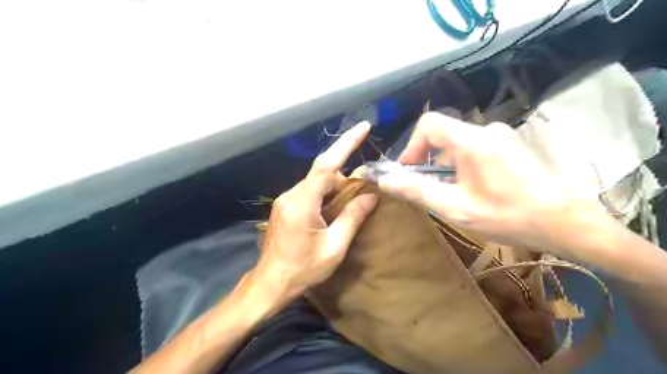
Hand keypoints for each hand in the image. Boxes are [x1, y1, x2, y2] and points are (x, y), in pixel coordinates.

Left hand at [251, 123, 376, 303]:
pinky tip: (330, 211)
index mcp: (302, 203)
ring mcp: (284, 200)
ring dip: (334, 188)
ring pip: (315, 182)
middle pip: (322, 173)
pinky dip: (324, 195)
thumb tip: (371, 196)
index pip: (326, 164)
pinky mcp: (284, 207)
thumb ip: (352, 218)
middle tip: (362, 194)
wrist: (269, 284)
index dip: (346, 143)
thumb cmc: (302, 270)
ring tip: (346, 207)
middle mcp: (291, 195)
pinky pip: (308, 192)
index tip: (363, 127)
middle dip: (344, 178)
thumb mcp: (334, 247)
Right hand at [377, 113, 607, 254]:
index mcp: (471, 140)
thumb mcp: (453, 207)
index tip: (409, 170)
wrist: (565, 222)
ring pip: (458, 143)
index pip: (428, 123)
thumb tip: (385, 181)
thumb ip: (416, 190)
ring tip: (452, 193)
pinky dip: (463, 164)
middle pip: (443, 135)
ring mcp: (502, 136)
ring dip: (446, 165)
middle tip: (429, 188)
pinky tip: (473, 189)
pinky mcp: (511, 145)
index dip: (412, 145)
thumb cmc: (506, 216)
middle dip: (428, 160)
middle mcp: (487, 130)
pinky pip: (475, 148)